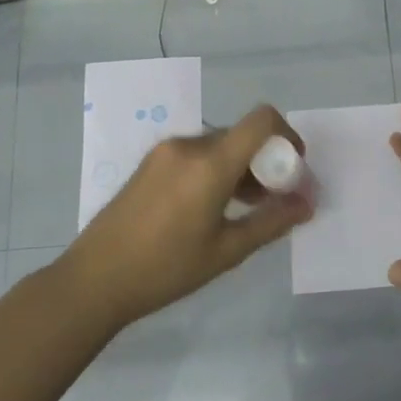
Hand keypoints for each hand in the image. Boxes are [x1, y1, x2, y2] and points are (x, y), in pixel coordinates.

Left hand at [56, 105, 312, 329]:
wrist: (93, 280)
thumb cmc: (165, 269)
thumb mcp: (227, 251)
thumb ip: (272, 221)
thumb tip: (306, 203)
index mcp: (209, 163)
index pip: (261, 120)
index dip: (287, 135)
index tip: (294, 168)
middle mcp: (188, 145)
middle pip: (242, 135)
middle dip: (266, 161)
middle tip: (274, 199)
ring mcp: (165, 151)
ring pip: (220, 146)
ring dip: (241, 167)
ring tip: (245, 208)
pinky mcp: (150, 162)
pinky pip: (196, 154)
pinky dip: (216, 170)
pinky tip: (213, 207)